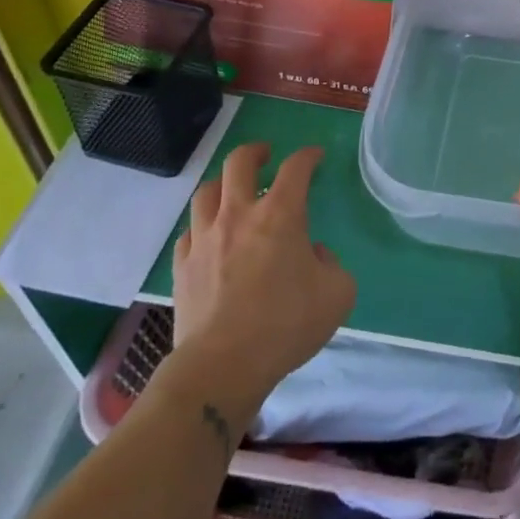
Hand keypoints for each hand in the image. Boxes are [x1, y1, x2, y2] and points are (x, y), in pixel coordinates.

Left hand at [158, 144, 355, 416]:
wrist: (223, 366)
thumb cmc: (286, 325)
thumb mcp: (337, 294)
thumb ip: (332, 265)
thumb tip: (314, 255)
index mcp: (281, 214)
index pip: (296, 167)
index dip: (308, 156)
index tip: (315, 157)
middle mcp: (239, 215)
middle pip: (239, 163)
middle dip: (256, 152)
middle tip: (266, 156)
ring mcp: (205, 239)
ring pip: (207, 192)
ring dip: (223, 185)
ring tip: (233, 192)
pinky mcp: (182, 267)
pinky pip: (189, 232)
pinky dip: (202, 227)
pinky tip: (210, 238)